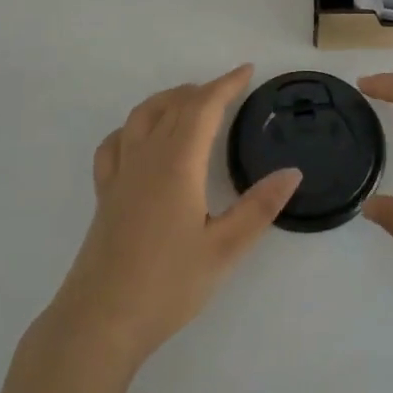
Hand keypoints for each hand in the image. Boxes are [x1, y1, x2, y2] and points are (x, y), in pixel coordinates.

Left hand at [44, 65, 300, 373]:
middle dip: (202, 90)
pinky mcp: (105, 194)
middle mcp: (146, 157)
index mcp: (178, 163)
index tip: (247, 71)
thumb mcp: (224, 249)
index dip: (226, 84)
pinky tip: (141, 138)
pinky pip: (116, 143)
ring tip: (189, 102)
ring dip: (168, 100)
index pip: (203, 107)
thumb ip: (259, 207)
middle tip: (228, 89)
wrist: (100, 321)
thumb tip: (292, 172)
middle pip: (173, 106)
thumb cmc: (167, 285)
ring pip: (141, 116)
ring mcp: (120, 173)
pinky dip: (134, 127)